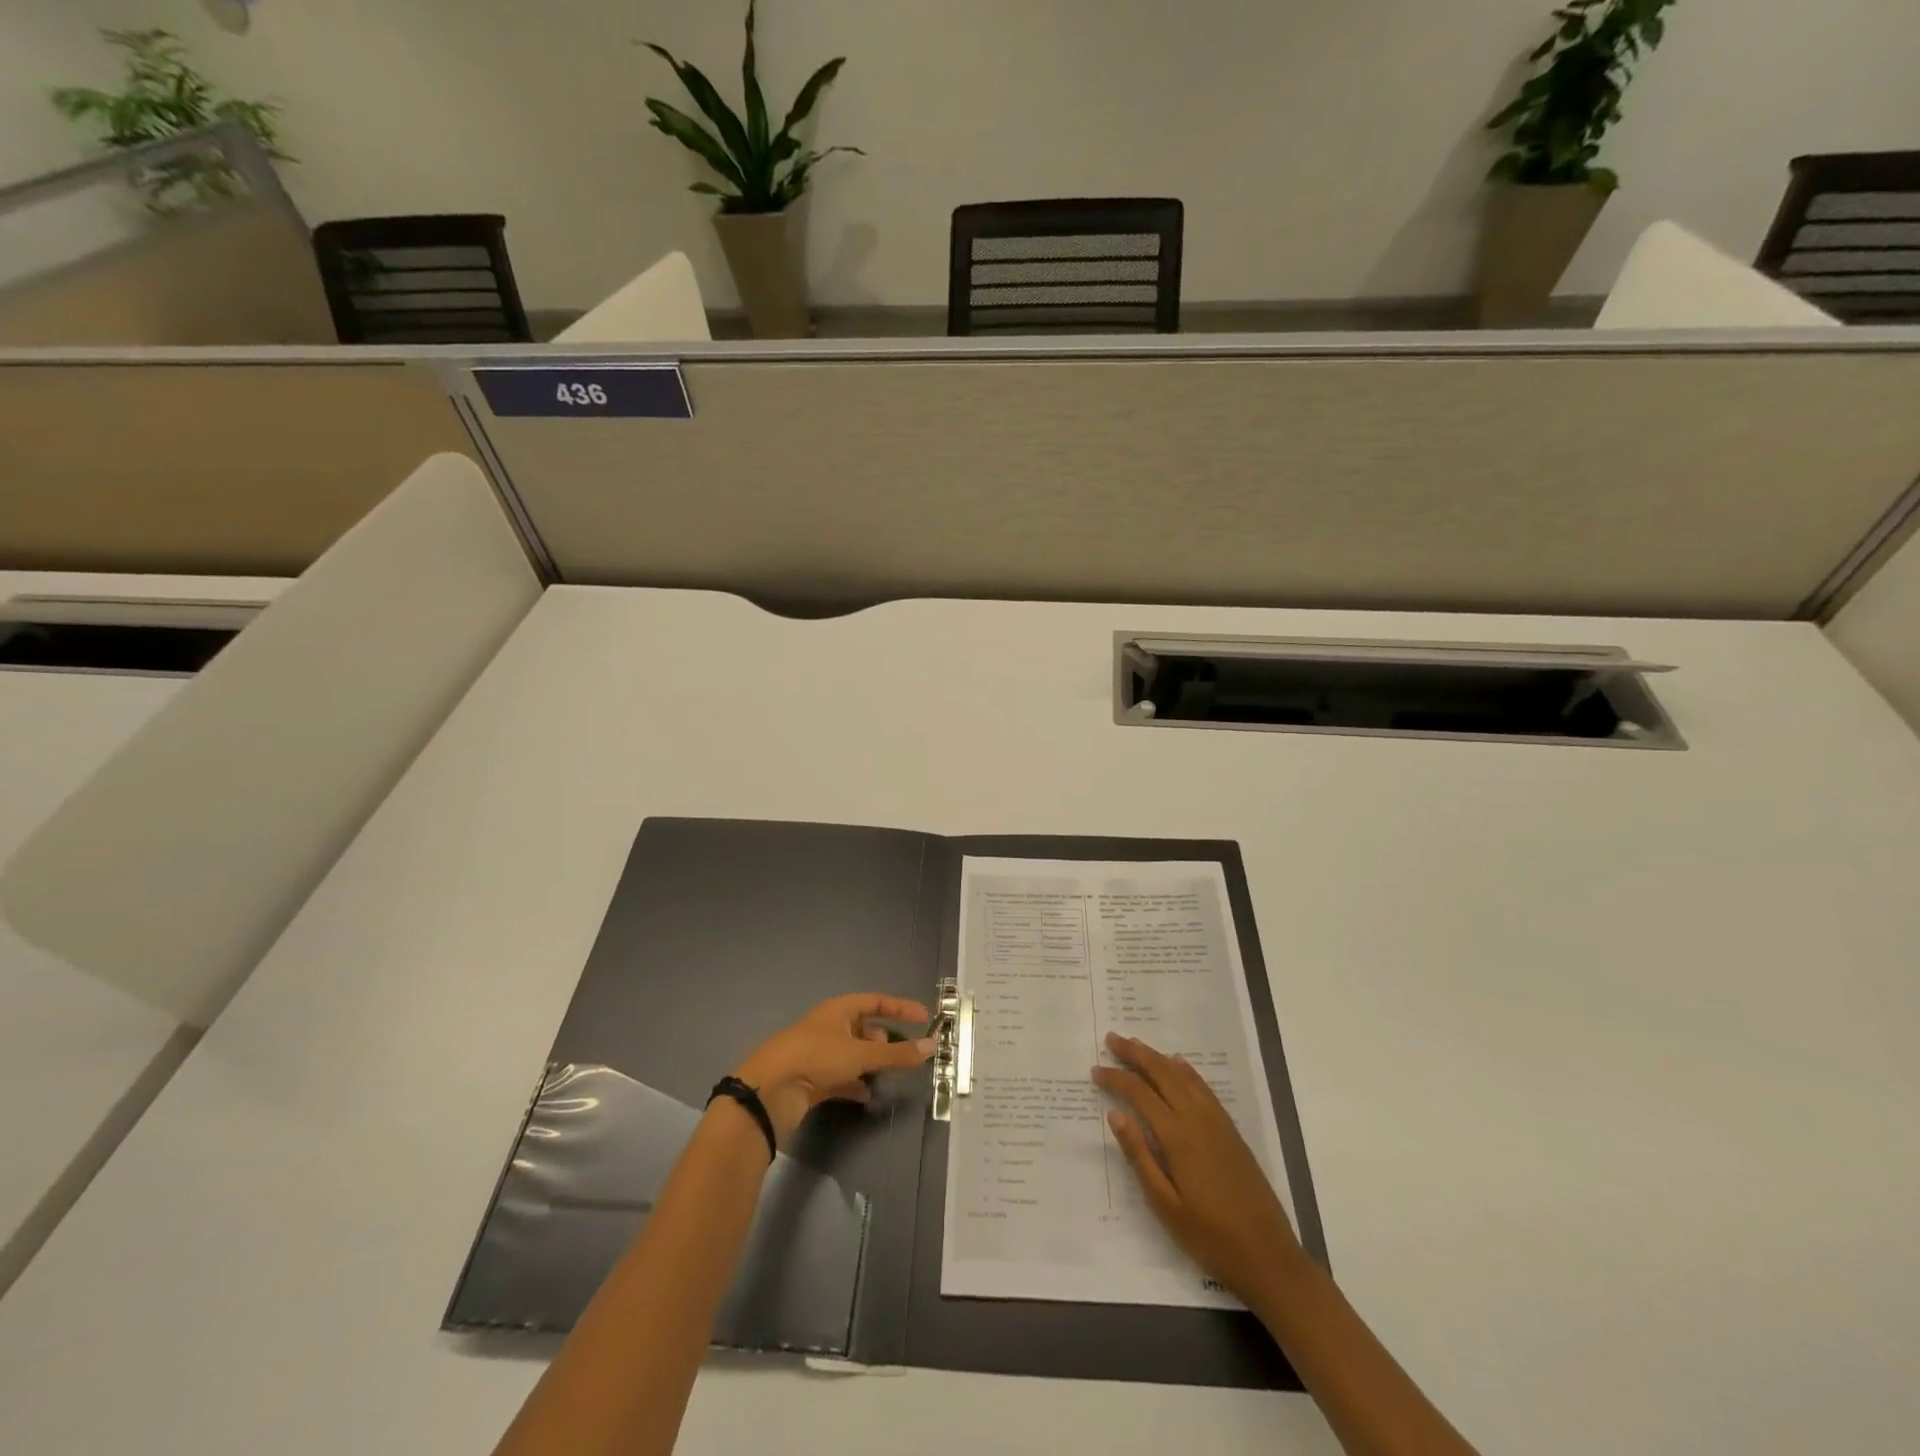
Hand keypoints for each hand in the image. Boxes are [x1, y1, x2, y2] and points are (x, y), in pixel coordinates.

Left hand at [733, 993, 935, 1142]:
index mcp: (838, 1010)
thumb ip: (896, 1054)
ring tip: (888, 1074)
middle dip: (885, 1039)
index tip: (924, 1018)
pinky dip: (855, 1084)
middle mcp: (829, 1028)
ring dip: (871, 1063)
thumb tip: (932, 1046)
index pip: (875, 1001)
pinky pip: (841, 1078)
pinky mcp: (812, 1079)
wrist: (769, 1092)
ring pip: (853, 1054)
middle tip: (905, 1052)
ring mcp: (819, 1054)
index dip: (900, 1008)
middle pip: (864, 1028)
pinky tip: (866, 1095)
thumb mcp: (860, 1055)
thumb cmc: (815, 1059)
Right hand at [1093, 1032, 1300, 1306]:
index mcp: (1178, 1137)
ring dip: (1158, 1057)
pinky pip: (1203, 1087)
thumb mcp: (1165, 1205)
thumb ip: (1139, 1156)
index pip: (1139, 1094)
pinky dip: (1186, 1070)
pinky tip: (1177, 1064)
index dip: (1116, 1079)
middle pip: (1162, 1074)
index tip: (1095, 1071)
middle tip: (1112, 1039)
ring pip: (1183, 1076)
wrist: (1268, 1256)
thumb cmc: (1210, 1237)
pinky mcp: (1230, 1130)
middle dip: (1135, 1054)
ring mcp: (1217, 1122)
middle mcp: (1197, 1119)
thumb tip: (1115, 1115)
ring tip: (1136, 1045)